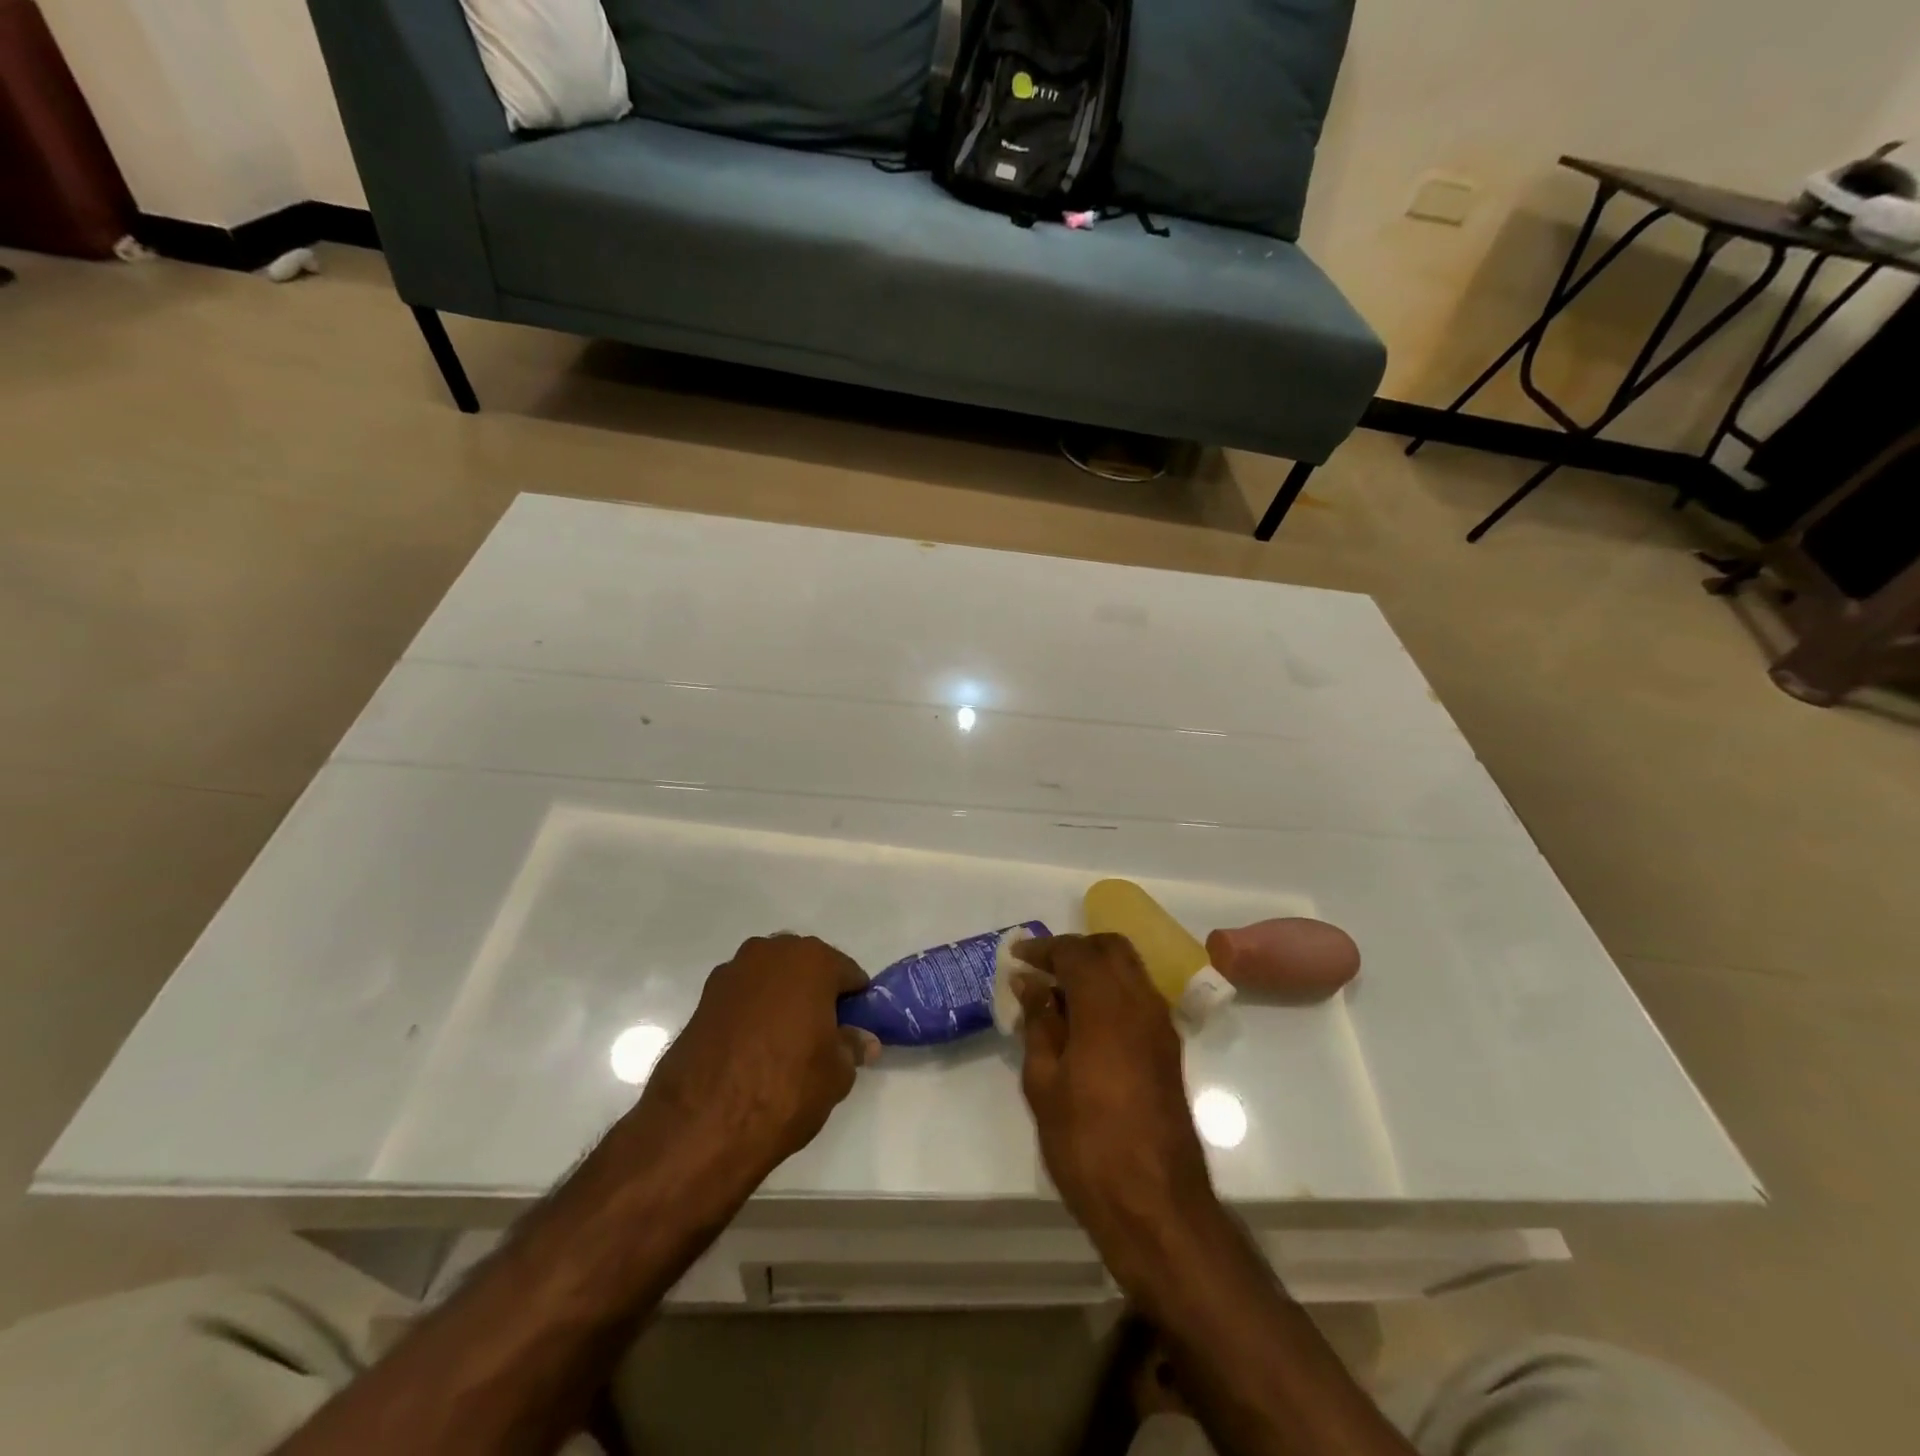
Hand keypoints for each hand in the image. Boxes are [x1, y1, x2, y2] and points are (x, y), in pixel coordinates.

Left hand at [636, 934, 879, 1188]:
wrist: (701, 1124)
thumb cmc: (785, 1088)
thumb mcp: (837, 1074)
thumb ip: (852, 1046)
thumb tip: (862, 1039)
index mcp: (811, 960)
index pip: (847, 973)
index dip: (854, 1003)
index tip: (853, 1030)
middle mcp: (770, 953)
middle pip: (806, 967)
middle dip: (816, 994)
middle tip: (821, 1036)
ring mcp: (732, 973)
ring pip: (771, 979)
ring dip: (781, 1000)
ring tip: (784, 1044)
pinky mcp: (703, 998)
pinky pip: (743, 997)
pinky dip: (752, 1013)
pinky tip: (753, 1049)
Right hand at [1011, 934, 1220, 1283]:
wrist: (1156, 1206)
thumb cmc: (1087, 1144)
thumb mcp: (1044, 1083)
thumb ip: (1039, 1024)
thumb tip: (1031, 984)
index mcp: (1107, 1006)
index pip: (1076, 952)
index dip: (1044, 948)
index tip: (1017, 956)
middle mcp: (1141, 1003)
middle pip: (1111, 948)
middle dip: (1075, 949)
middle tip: (1041, 970)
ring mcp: (1161, 1026)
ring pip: (1129, 970)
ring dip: (1095, 969)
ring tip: (1057, 997)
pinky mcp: (1169, 1050)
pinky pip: (1139, 998)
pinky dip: (1111, 992)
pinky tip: (1084, 1023)